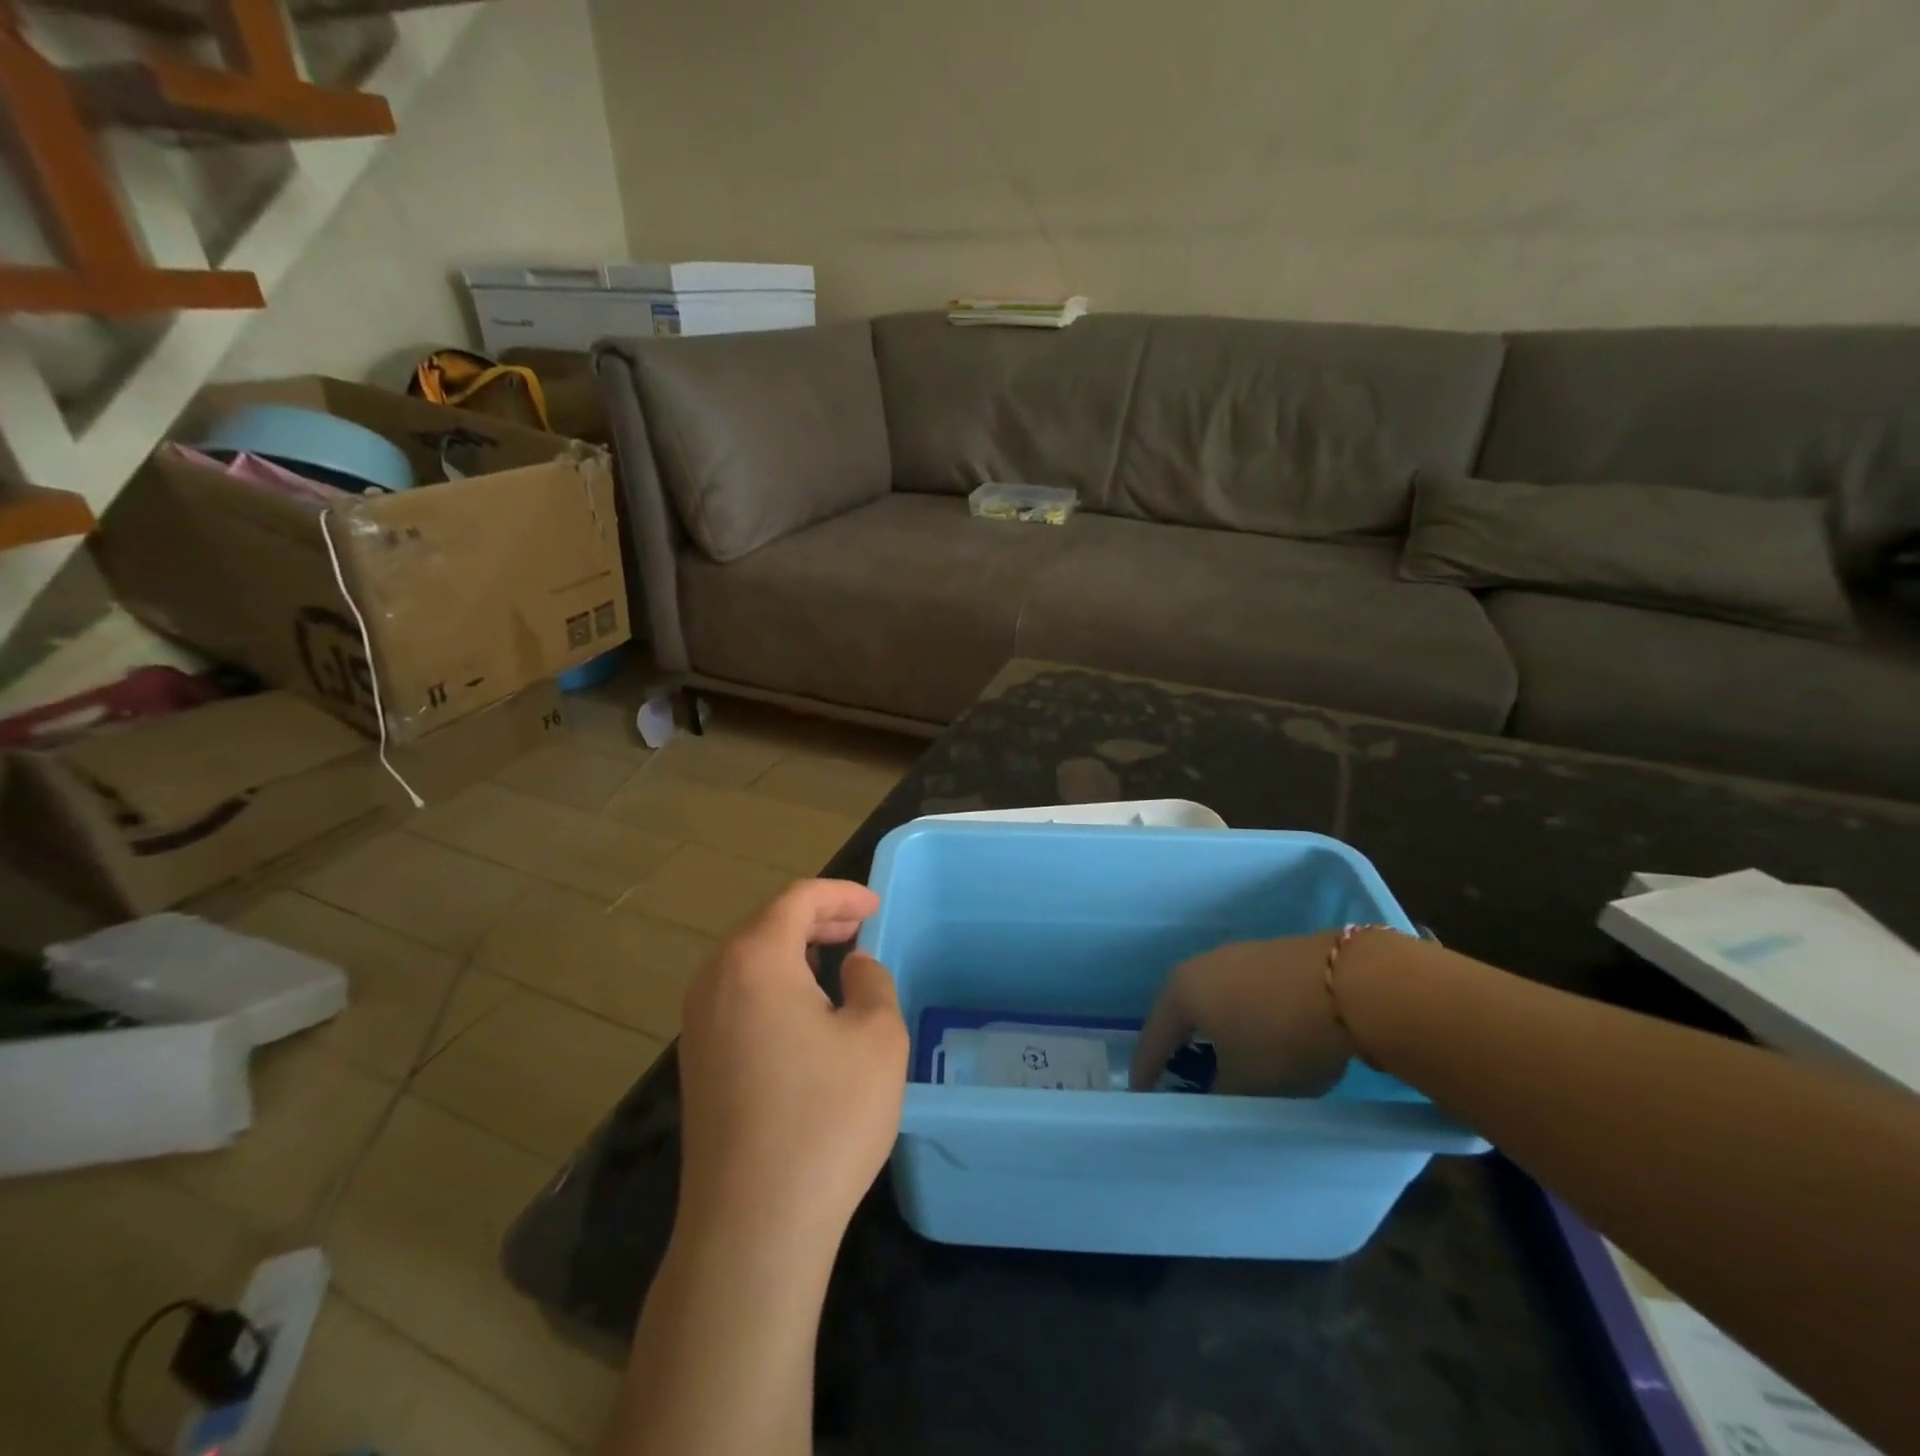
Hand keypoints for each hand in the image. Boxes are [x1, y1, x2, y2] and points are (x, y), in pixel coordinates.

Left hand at [677, 879, 907, 1250]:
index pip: (797, 899)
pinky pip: (737, 995)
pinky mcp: (698, 1062)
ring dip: (793, 950)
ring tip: (835, 960)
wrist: (753, 1226)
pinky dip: (774, 983)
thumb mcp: (877, 1037)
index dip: (840, 894)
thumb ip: (871, 982)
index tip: (875, 906)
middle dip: (816, 918)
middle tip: (859, 927)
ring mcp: (697, 1024)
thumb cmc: (826, 1118)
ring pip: (748, 960)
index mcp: (754, 960)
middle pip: (766, 924)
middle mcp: (715, 981)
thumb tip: (852, 966)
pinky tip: (805, 1011)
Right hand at [1130, 933, 1355, 1096]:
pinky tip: (1255, 1035)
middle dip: (1176, 1044)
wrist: (1350, 984)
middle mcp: (1200, 965)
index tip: (1140, 1096)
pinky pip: (1241, 993)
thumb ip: (1217, 1095)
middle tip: (1174, 1074)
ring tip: (1218, 1058)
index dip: (1146, 1071)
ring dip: (1211, 1030)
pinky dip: (1240, 1017)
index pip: (1154, 1038)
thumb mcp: (1245, 1081)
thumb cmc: (1281, 1035)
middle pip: (1180, 1013)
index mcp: (1181, 991)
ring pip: (1213, 1000)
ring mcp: (1236, 955)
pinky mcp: (1269, 955)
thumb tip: (1209, 1100)